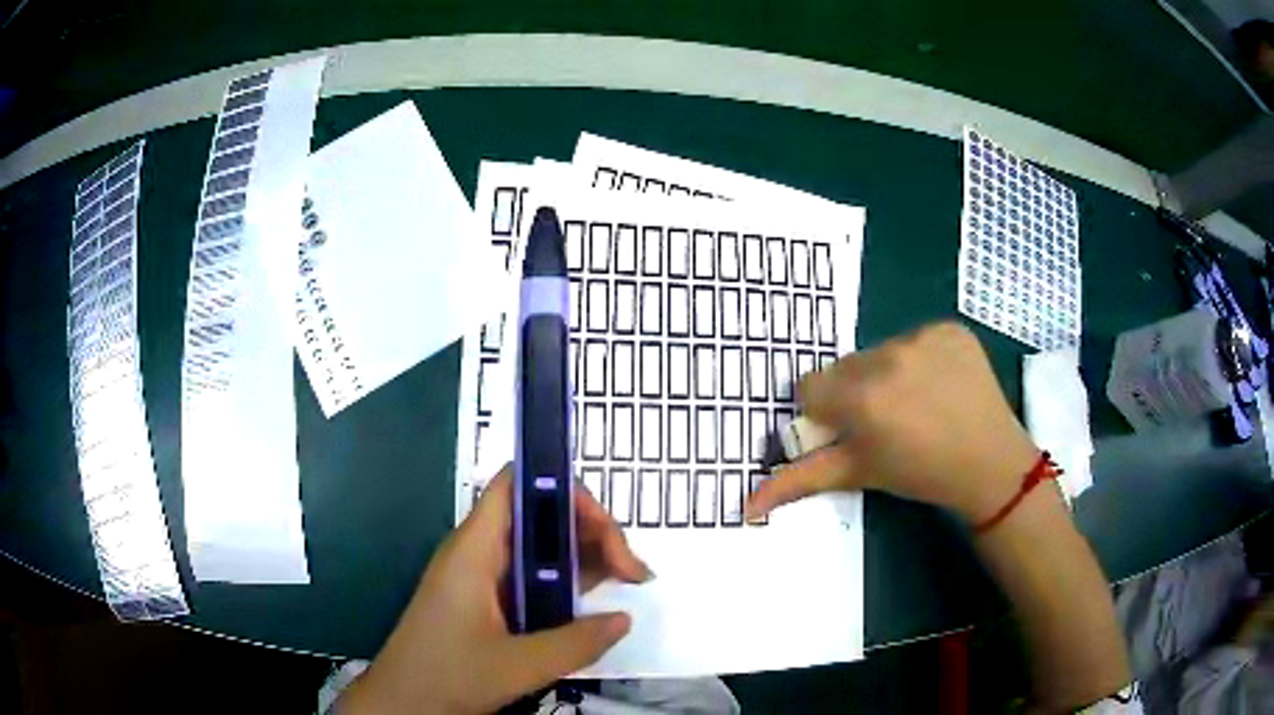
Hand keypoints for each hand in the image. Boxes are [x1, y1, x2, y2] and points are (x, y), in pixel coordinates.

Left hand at [340, 468, 651, 714]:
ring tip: (627, 582)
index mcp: (475, 549)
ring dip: (585, 559)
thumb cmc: (446, 676)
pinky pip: (533, 578)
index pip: (518, 485)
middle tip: (632, 572)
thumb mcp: (517, 665)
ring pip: (541, 548)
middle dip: (591, 532)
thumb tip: (623, 619)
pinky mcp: (488, 602)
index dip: (563, 488)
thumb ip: (576, 643)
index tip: (607, 527)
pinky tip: (593, 604)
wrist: (401, 703)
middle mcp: (480, 553)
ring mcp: (483, 578)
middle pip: (540, 515)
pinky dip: (567, 584)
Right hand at [746, 322, 1039, 523]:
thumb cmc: (920, 474)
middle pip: (846, 366)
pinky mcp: (949, 328)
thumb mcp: (858, 475)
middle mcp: (888, 357)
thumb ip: (800, 480)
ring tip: (917, 403)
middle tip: (887, 420)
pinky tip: (941, 385)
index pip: (811, 387)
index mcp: (861, 398)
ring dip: (888, 373)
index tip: (850, 429)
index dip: (826, 411)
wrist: (989, 462)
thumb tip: (745, 504)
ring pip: (881, 350)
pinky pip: (918, 338)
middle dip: (855, 391)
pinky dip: (922, 358)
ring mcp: (923, 337)